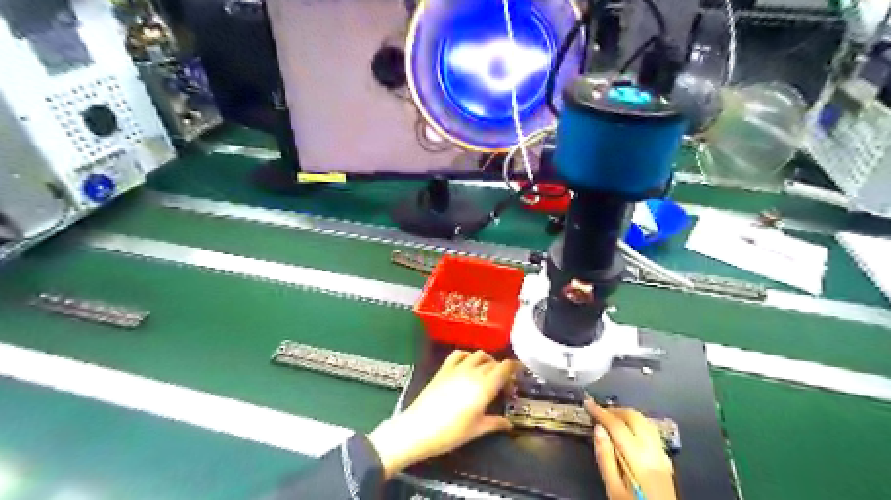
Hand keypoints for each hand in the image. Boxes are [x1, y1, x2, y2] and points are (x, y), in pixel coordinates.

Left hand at [366, 349, 514, 477]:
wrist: (419, 429)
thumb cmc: (450, 433)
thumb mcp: (476, 430)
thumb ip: (494, 423)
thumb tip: (509, 424)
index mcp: (485, 387)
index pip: (505, 367)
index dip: (514, 367)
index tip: (519, 372)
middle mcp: (473, 373)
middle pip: (493, 362)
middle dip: (502, 369)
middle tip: (503, 384)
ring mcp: (457, 368)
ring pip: (477, 354)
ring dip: (486, 360)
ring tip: (487, 372)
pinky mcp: (443, 369)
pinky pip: (459, 354)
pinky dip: (467, 355)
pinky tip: (468, 364)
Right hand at [586, 399, 676, 499]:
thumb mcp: (613, 490)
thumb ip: (605, 458)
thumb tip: (598, 429)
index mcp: (638, 458)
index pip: (617, 425)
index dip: (601, 412)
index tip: (588, 403)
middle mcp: (653, 451)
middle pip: (634, 418)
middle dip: (615, 410)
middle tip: (598, 411)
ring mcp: (662, 455)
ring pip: (645, 422)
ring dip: (627, 415)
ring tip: (610, 418)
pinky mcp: (666, 460)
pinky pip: (651, 432)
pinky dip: (637, 424)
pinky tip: (628, 430)